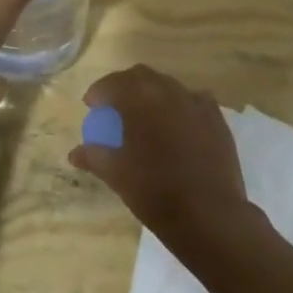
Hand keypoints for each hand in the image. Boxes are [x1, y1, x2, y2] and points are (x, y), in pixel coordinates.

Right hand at [69, 65, 253, 254]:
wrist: (210, 216)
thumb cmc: (155, 192)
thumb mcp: (116, 175)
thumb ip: (93, 156)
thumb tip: (74, 153)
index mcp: (140, 99)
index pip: (113, 83)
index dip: (98, 92)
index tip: (91, 105)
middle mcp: (168, 91)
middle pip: (141, 76)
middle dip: (124, 86)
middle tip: (114, 106)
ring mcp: (196, 102)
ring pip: (168, 85)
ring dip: (152, 93)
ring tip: (145, 114)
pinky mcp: (217, 118)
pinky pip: (193, 100)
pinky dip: (179, 105)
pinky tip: (177, 123)